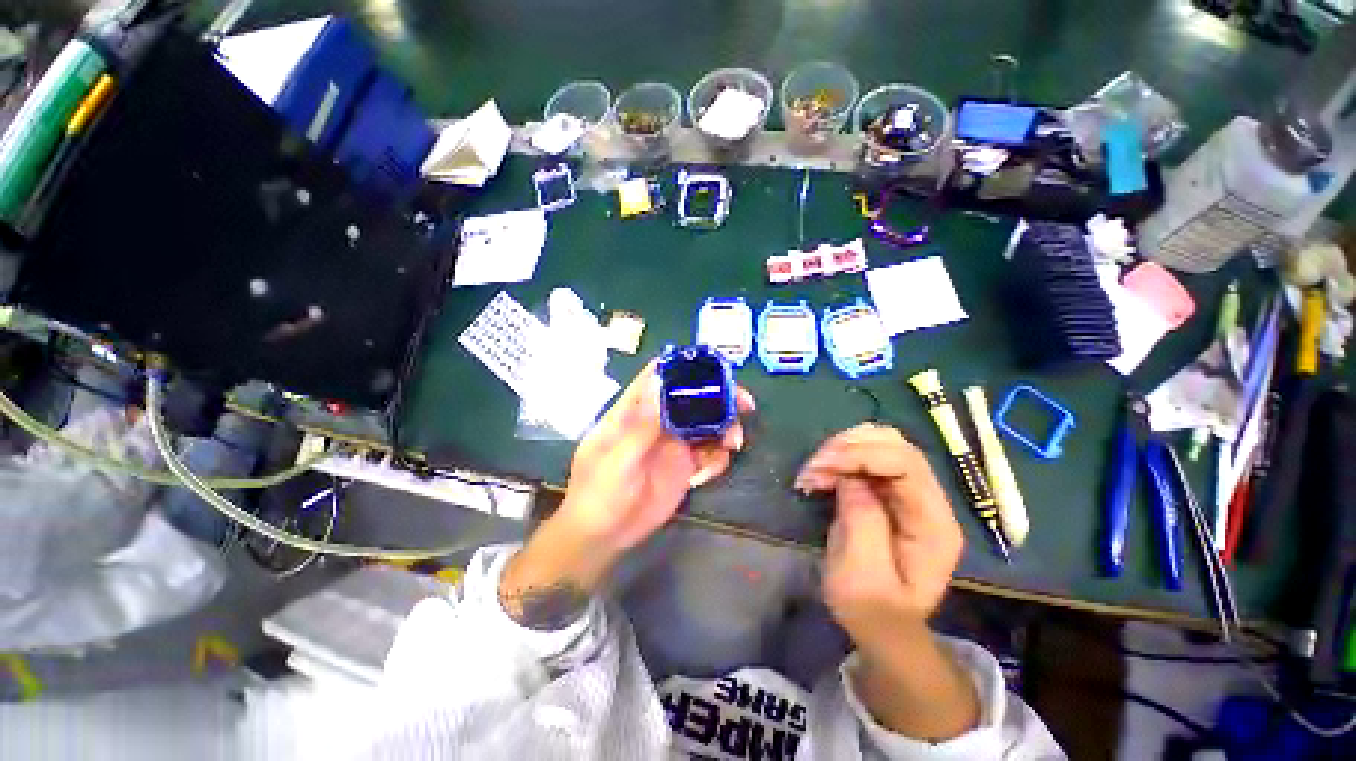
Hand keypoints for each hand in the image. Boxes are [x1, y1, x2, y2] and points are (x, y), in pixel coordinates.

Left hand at [555, 359, 755, 555]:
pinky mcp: (684, 466)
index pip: (658, 376)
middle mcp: (657, 421)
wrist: (604, 537)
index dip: (684, 367)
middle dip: (719, 397)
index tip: (715, 368)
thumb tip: (658, 379)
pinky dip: (717, 457)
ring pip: (706, 423)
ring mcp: (672, 443)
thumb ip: (641, 424)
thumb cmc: (599, 494)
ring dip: (725, 428)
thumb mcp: (618, 459)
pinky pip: (708, 453)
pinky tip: (712, 471)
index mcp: (634, 411)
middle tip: (744, 404)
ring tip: (733, 443)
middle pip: (691, 398)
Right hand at [795, 424, 978, 740]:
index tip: (822, 466)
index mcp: (933, 524)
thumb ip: (862, 520)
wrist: (882, 628)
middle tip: (814, 466)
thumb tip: (850, 476)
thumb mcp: (861, 575)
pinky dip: (839, 457)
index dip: (862, 455)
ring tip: (814, 471)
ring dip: (842, 449)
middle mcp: (928, 501)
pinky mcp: (889, 492)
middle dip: (849, 447)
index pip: (906, 464)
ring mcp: (910, 494)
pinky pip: (866, 457)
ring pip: (880, 444)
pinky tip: (821, 473)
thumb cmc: (872, 611)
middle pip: (896, 445)